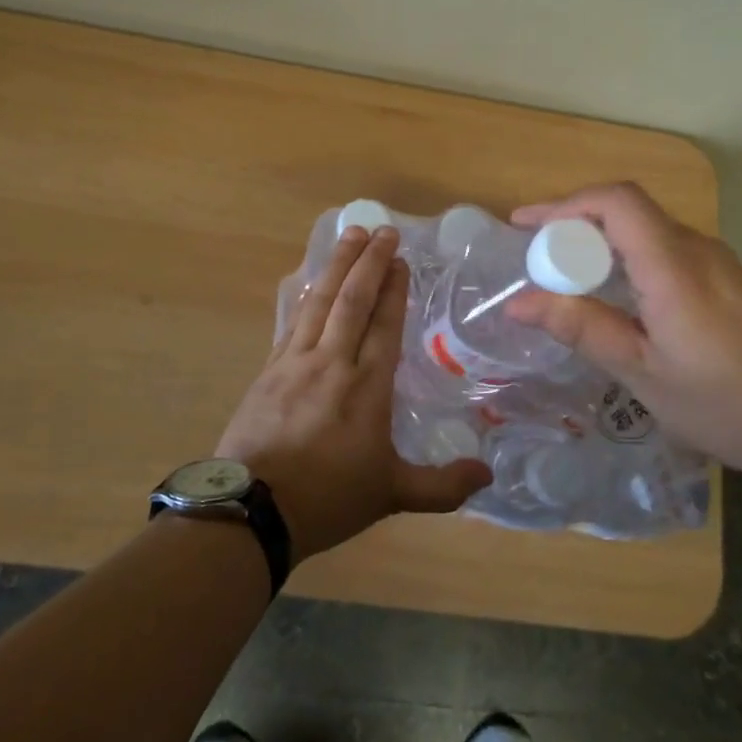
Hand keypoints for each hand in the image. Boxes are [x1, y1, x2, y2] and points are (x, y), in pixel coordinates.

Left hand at [217, 225, 491, 562]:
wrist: (253, 511)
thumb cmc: (328, 499)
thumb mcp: (392, 495)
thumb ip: (443, 486)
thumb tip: (488, 476)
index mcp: (367, 388)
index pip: (384, 325)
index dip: (393, 289)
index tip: (400, 259)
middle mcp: (332, 364)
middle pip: (352, 301)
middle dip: (368, 262)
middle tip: (382, 230)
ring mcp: (295, 364)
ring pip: (319, 303)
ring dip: (337, 266)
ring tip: (350, 235)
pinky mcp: (268, 371)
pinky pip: (292, 321)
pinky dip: (305, 296)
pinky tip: (309, 281)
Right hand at [507, 183, 741, 484]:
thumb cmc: (724, 404)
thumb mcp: (642, 373)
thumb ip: (582, 328)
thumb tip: (518, 304)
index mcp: (673, 267)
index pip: (616, 201)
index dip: (565, 204)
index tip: (524, 227)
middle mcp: (698, 250)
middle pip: (628, 211)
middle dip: (575, 225)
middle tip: (538, 263)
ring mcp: (719, 263)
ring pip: (648, 231)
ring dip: (602, 244)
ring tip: (568, 280)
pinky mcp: (729, 281)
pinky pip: (667, 251)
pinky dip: (629, 260)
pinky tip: (618, 299)